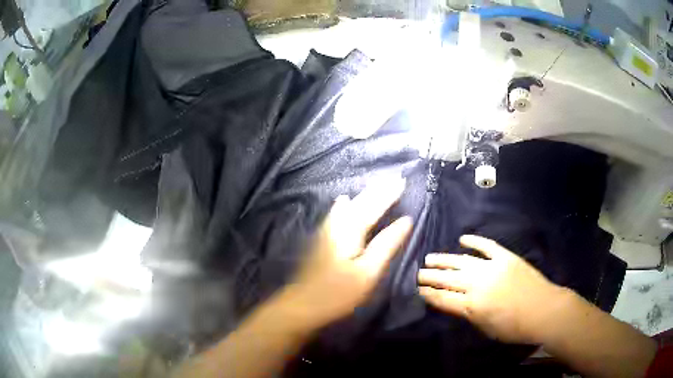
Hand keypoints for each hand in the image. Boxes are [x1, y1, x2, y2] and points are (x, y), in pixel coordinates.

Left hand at [285, 178, 412, 329]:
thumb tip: (406, 220)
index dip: (389, 193)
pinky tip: (343, 201)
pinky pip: (337, 212)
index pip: (374, 206)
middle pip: (361, 201)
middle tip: (395, 178)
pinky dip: (346, 204)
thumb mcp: (368, 272)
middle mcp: (337, 224)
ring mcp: (326, 230)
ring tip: (377, 186)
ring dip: (365, 194)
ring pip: (349, 205)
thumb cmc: (338, 292)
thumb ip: (386, 244)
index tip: (403, 180)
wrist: (301, 303)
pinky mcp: (321, 238)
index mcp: (351, 230)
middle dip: (378, 189)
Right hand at [418, 234, 563, 343]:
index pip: (443, 298)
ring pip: (462, 261)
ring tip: (430, 257)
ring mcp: (492, 267)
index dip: (429, 294)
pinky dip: (474, 241)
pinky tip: (462, 239)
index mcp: (472, 306)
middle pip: (448, 279)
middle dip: (430, 277)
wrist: (544, 310)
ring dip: (444, 259)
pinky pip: (487, 246)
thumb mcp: (486, 328)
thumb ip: (469, 315)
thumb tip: (455, 303)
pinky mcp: (505, 257)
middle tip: (418, 273)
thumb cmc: (514, 327)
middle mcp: (478, 284)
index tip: (418, 290)